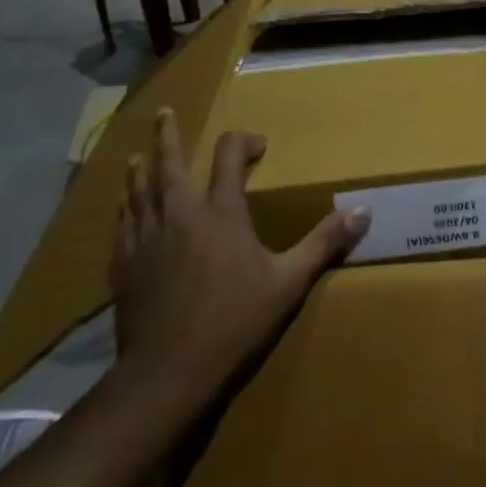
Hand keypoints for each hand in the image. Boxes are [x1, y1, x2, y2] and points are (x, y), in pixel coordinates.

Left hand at [108, 108, 369, 394]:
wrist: (169, 373)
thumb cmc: (235, 322)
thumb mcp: (289, 283)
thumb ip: (324, 243)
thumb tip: (364, 212)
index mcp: (221, 213)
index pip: (229, 158)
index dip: (243, 142)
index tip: (257, 145)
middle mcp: (179, 214)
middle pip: (169, 163)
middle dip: (168, 136)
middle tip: (163, 113)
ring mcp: (146, 239)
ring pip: (138, 191)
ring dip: (140, 169)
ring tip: (136, 155)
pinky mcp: (124, 266)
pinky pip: (122, 226)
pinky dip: (125, 211)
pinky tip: (123, 211)